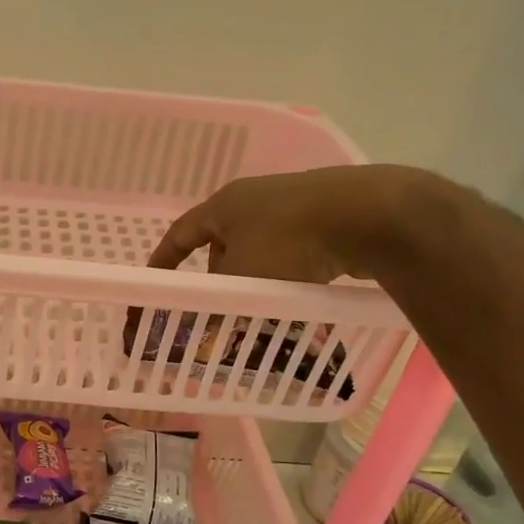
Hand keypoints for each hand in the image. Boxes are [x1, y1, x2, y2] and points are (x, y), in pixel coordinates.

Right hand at [147, 166, 440, 281]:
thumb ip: (216, 301)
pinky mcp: (324, 214)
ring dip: (253, 276)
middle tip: (218, 305)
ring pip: (258, 247)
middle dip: (217, 274)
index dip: (164, 259)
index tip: (155, 281)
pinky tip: (296, 293)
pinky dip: (285, 272)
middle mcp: (253, 198)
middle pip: (222, 241)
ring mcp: (291, 202)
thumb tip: (199, 326)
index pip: (181, 232)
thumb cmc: (289, 241)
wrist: (368, 214)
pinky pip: (291, 248)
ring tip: (260, 305)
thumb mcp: (242, 277)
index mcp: (224, 204)